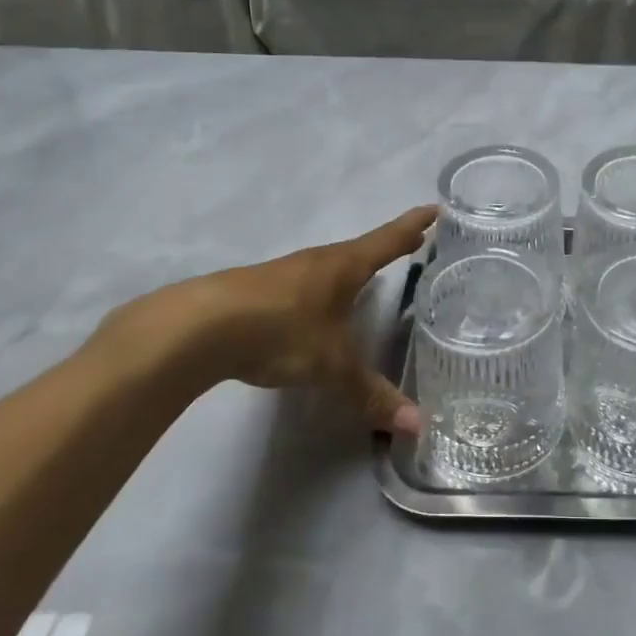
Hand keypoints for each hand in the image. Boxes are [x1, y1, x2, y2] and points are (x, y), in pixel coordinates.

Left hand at [97, 205, 435, 432]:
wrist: (199, 327)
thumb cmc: (281, 330)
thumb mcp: (332, 366)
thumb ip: (372, 395)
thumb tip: (417, 426)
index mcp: (345, 266)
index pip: (389, 239)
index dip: (414, 224)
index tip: (436, 208)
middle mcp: (319, 262)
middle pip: (362, 248)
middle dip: (389, 246)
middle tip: (415, 240)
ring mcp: (288, 273)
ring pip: (332, 266)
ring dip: (355, 267)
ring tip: (371, 275)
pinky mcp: (261, 291)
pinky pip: (307, 284)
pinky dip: (326, 288)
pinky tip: (320, 306)